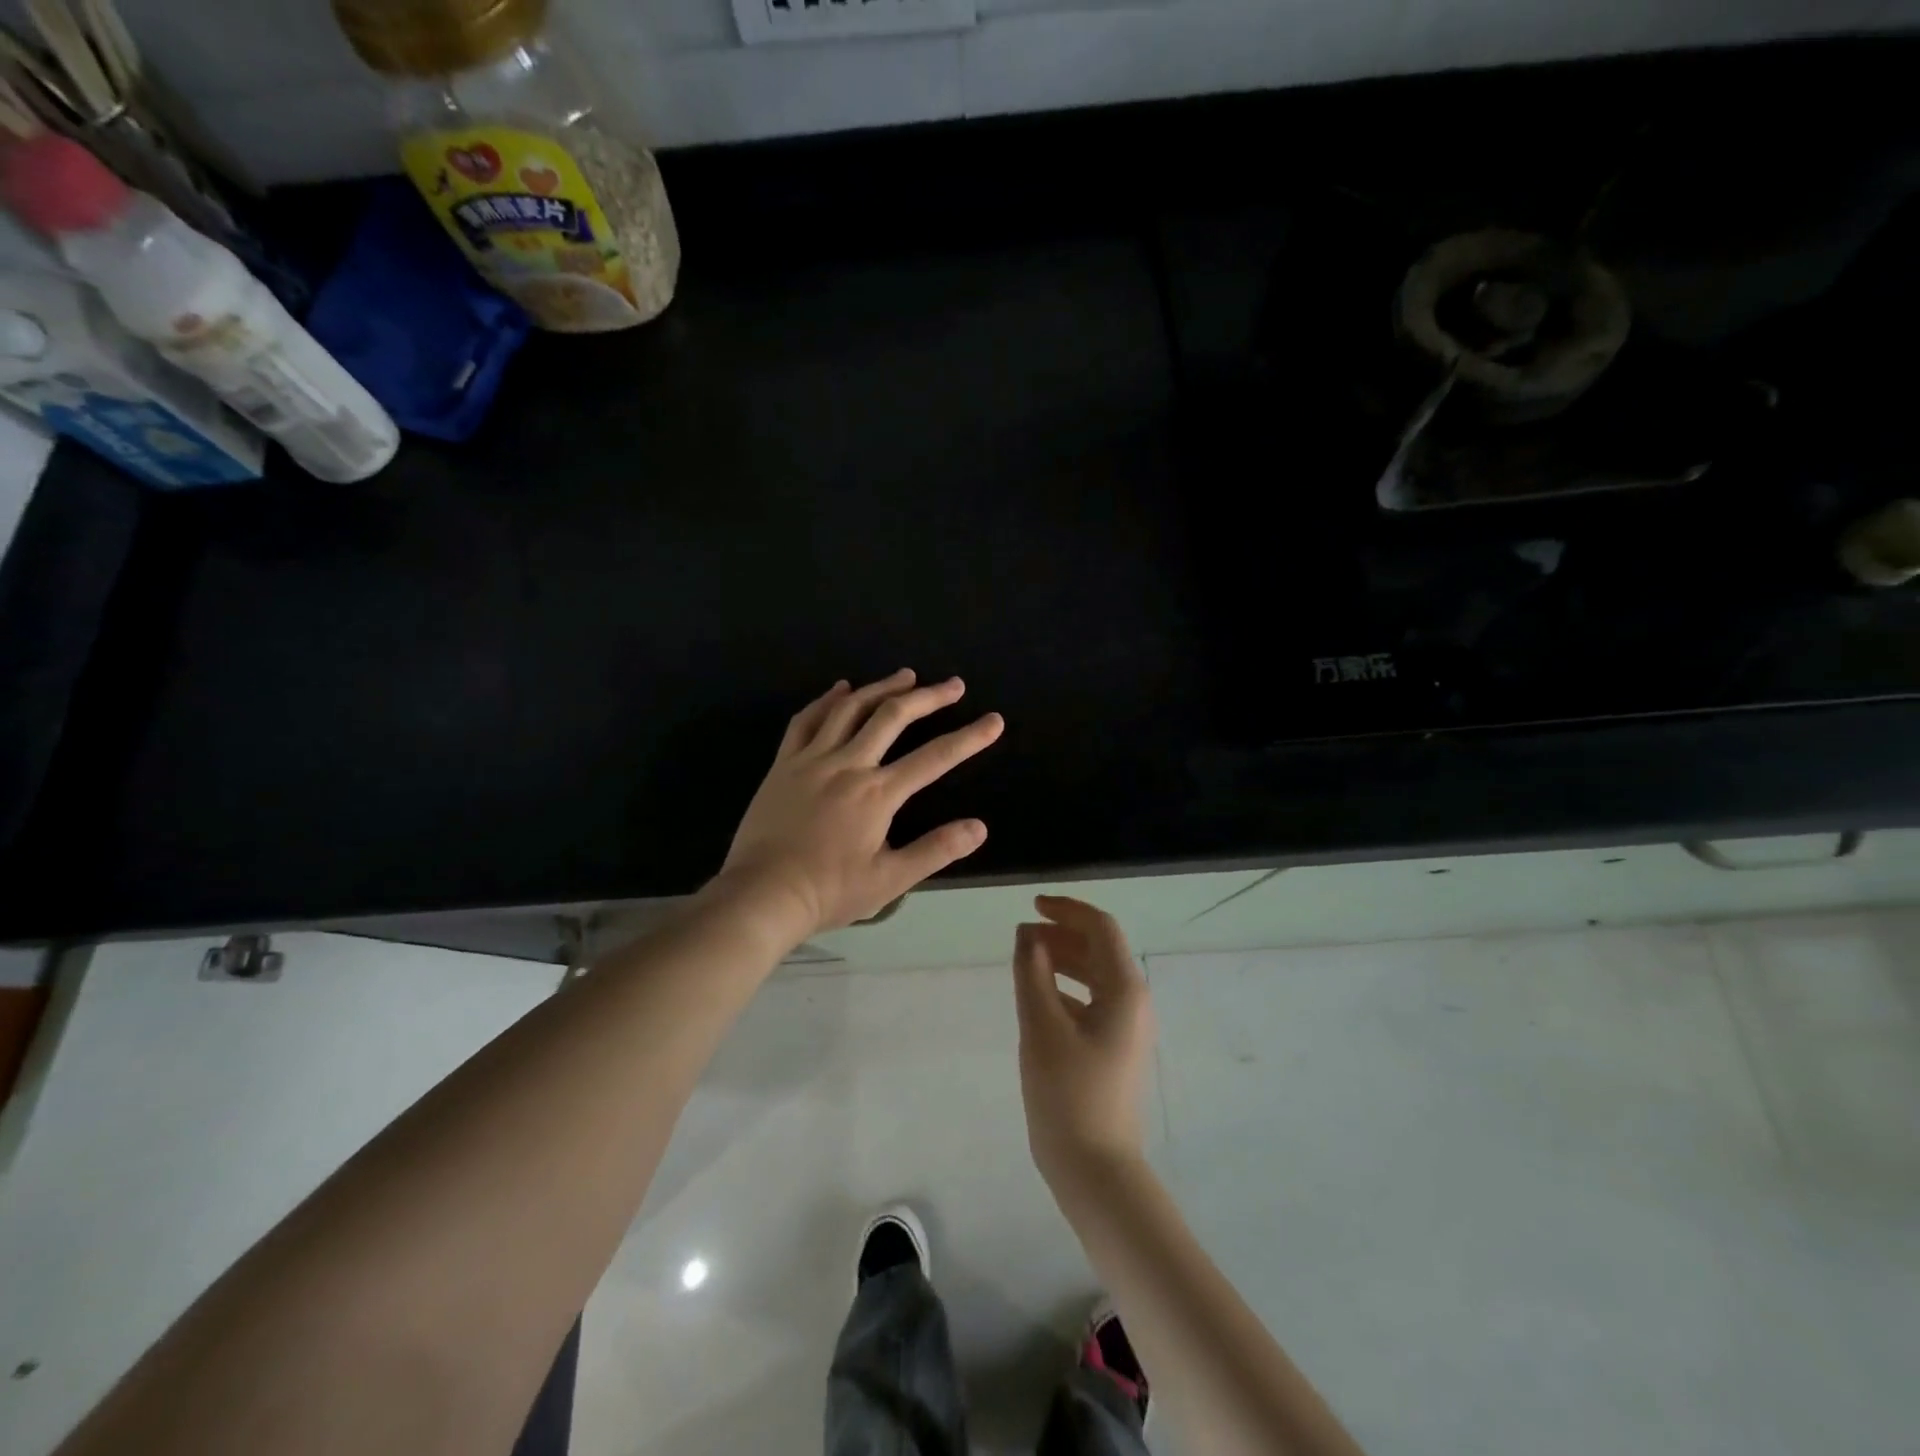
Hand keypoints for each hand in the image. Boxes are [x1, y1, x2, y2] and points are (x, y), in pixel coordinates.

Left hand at [714, 670, 1003, 941]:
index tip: (993, 721)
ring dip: (882, 688)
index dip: (969, 738)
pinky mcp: (784, 763)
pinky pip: (807, 719)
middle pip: (893, 717)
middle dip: (928, 697)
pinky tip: (841, 689)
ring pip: (850, 708)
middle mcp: (848, 764)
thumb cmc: (828, 891)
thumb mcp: (889, 880)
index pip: (934, 757)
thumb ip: (936, 850)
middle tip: (953, 685)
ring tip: (906, 676)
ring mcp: (812, 759)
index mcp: (877, 793)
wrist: (761, 894)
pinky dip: (827, 699)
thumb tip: (980, 827)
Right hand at [1012, 896, 1155, 1189]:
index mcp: (1124, 990)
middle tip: (1022, 936)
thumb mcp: (1041, 1026)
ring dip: (1063, 959)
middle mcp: (1134, 1001)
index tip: (1031, 907)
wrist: (1096, 1170)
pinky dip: (1066, 987)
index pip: (1100, 928)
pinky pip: (1093, 1000)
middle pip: (1100, 949)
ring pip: (1096, 974)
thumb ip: (1032, 972)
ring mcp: (1128, 1027)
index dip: (1066, 910)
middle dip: (1062, 934)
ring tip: (1026, 960)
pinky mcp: (1116, 1048)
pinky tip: (1039, 997)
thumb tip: (1028, 933)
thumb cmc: (1068, 1094)